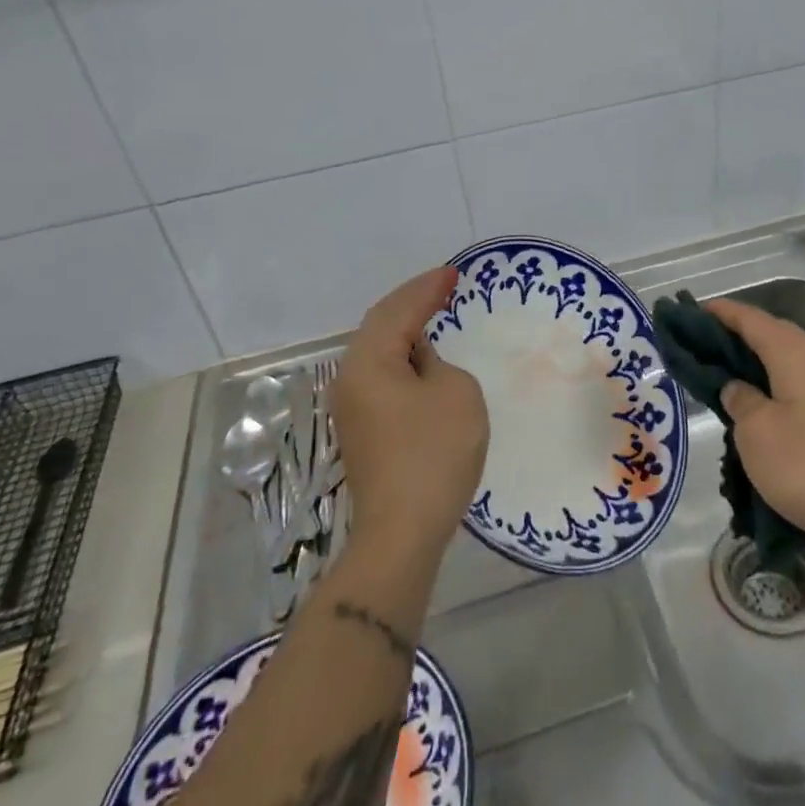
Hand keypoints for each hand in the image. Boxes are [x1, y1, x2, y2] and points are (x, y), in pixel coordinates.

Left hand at [332, 266, 488, 559]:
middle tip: (442, 285)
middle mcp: (349, 378)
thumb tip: (419, 365)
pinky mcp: (361, 429)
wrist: (402, 531)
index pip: (398, 311)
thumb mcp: (455, 392)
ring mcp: (351, 406)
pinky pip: (381, 374)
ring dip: (404, 328)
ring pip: (377, 351)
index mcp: (368, 361)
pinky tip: (419, 356)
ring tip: (432, 311)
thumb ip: (438, 363)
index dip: (427, 288)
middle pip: (379, 325)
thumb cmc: (433, 453)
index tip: (453, 273)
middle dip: (411, 302)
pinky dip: (402, 356)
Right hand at [705, 297, 804, 562]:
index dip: (721, 313)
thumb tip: (738, 387)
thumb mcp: (756, 434)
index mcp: (796, 353)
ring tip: (727, 377)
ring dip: (759, 363)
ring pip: (790, 360)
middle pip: (773, 334)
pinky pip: (804, 383)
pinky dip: (778, 384)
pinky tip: (763, 407)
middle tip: (703, 347)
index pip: (752, 319)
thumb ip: (740, 400)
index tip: (692, 311)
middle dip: (738, 336)